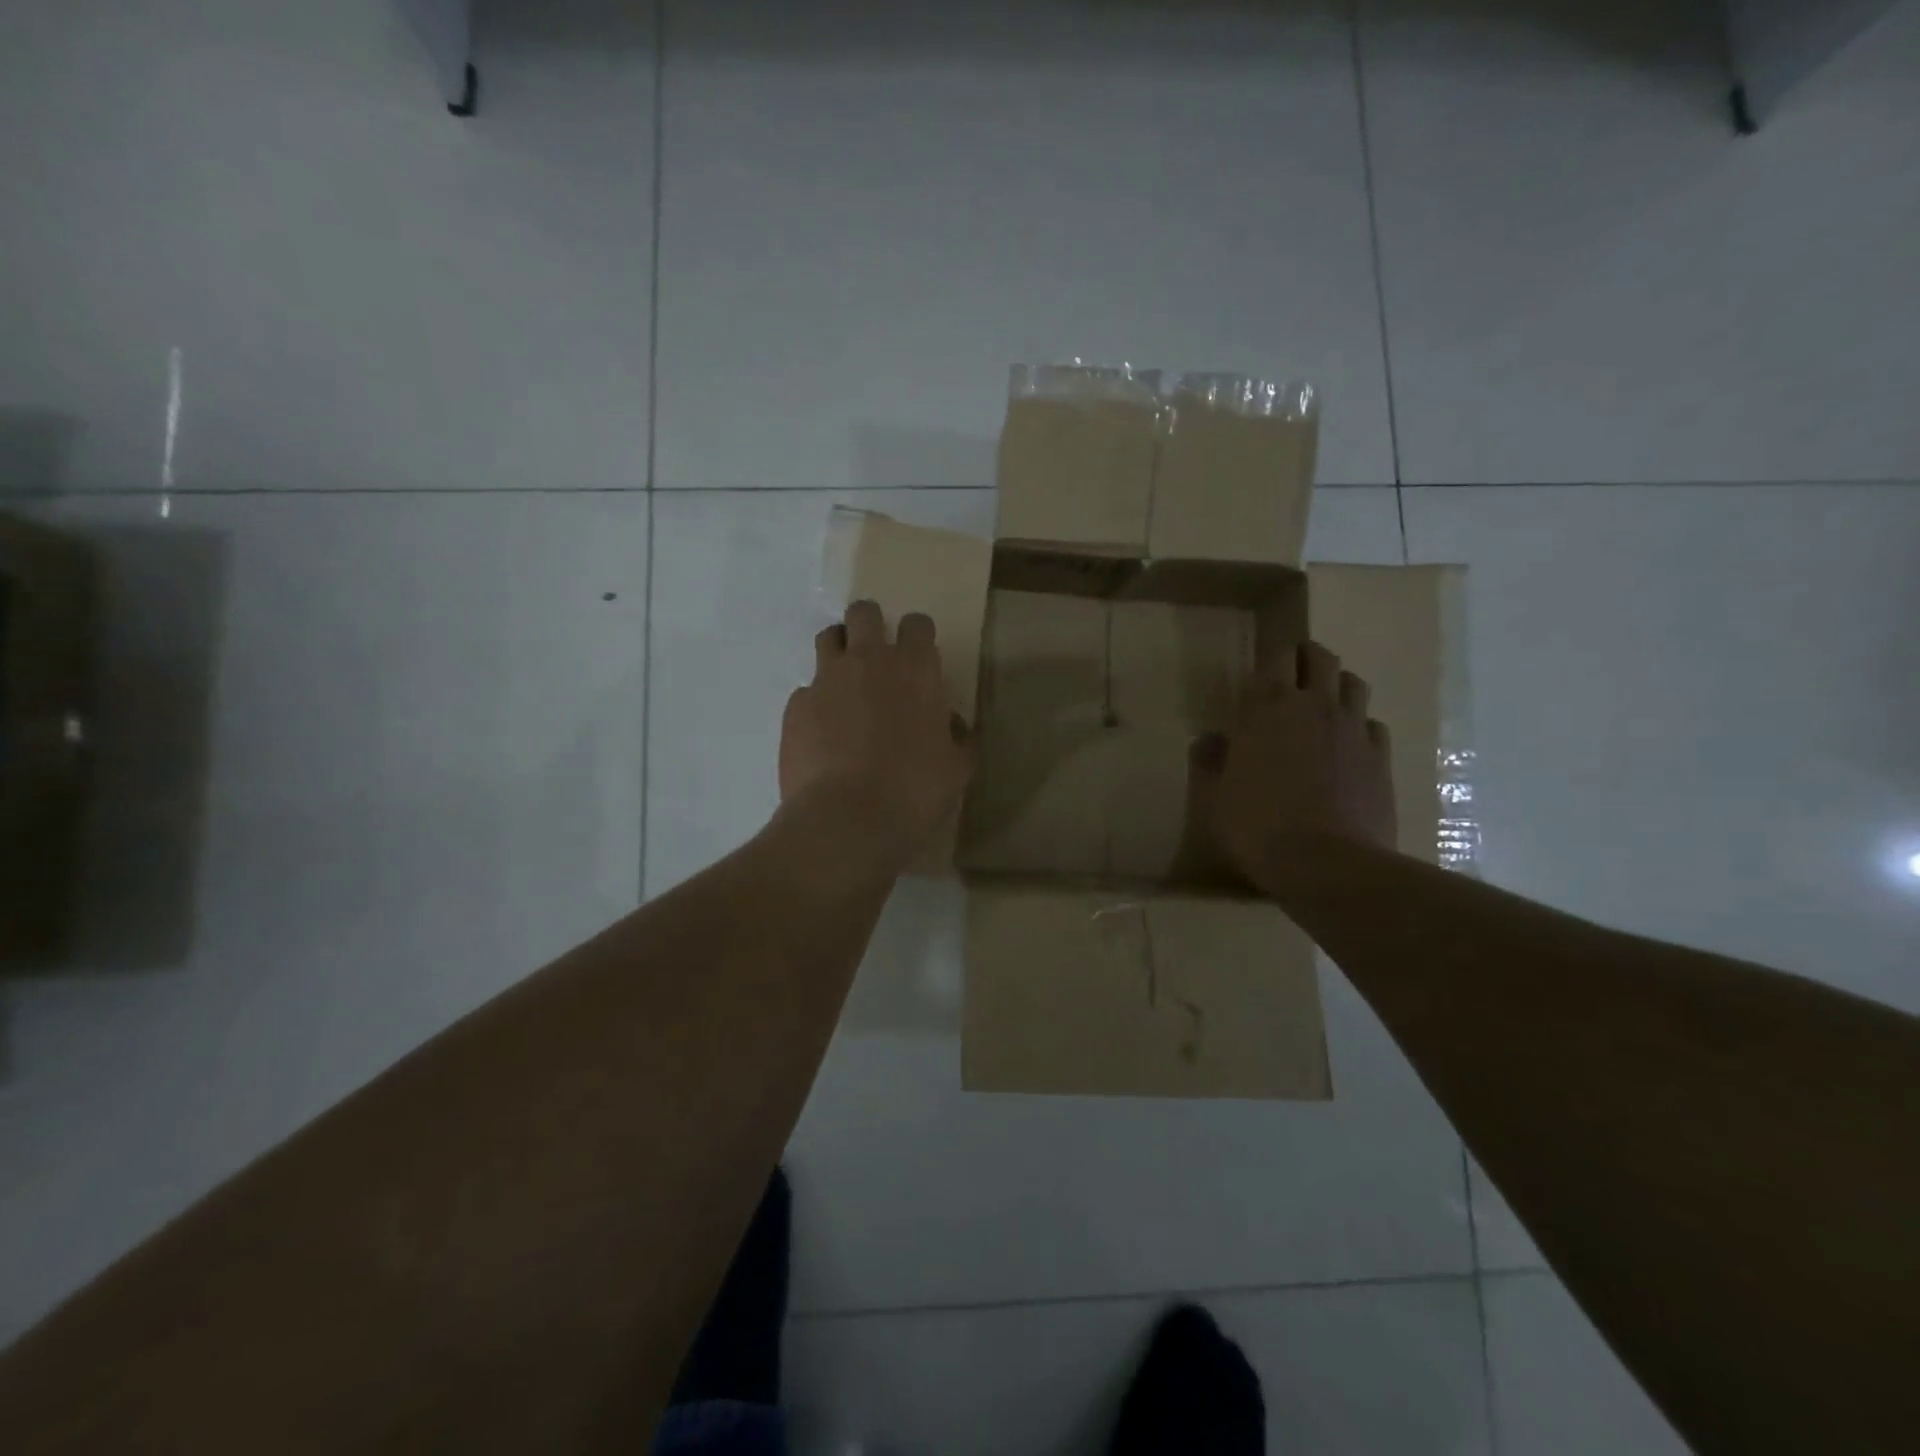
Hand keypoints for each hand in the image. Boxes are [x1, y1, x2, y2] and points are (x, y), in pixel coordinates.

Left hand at [779, 601, 973, 865]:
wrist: (846, 820)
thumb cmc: (914, 791)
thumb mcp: (956, 769)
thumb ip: (957, 738)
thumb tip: (951, 725)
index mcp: (914, 669)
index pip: (917, 624)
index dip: (918, 635)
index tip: (918, 656)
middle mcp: (867, 661)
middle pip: (864, 613)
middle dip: (870, 625)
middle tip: (875, 656)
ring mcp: (825, 680)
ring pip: (828, 639)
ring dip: (839, 652)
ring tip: (845, 685)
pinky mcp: (795, 707)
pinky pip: (806, 690)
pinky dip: (816, 703)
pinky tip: (822, 733)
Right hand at [1191, 641, 1397, 884]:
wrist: (1328, 865)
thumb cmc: (1258, 827)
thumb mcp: (1216, 798)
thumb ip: (1211, 762)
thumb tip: (1210, 740)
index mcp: (1267, 708)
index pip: (1274, 657)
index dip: (1270, 658)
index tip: (1260, 673)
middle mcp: (1314, 706)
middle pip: (1320, 657)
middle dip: (1306, 658)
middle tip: (1292, 676)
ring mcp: (1353, 729)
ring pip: (1353, 683)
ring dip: (1337, 685)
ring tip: (1323, 705)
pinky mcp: (1380, 757)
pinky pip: (1373, 724)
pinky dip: (1360, 725)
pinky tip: (1349, 746)